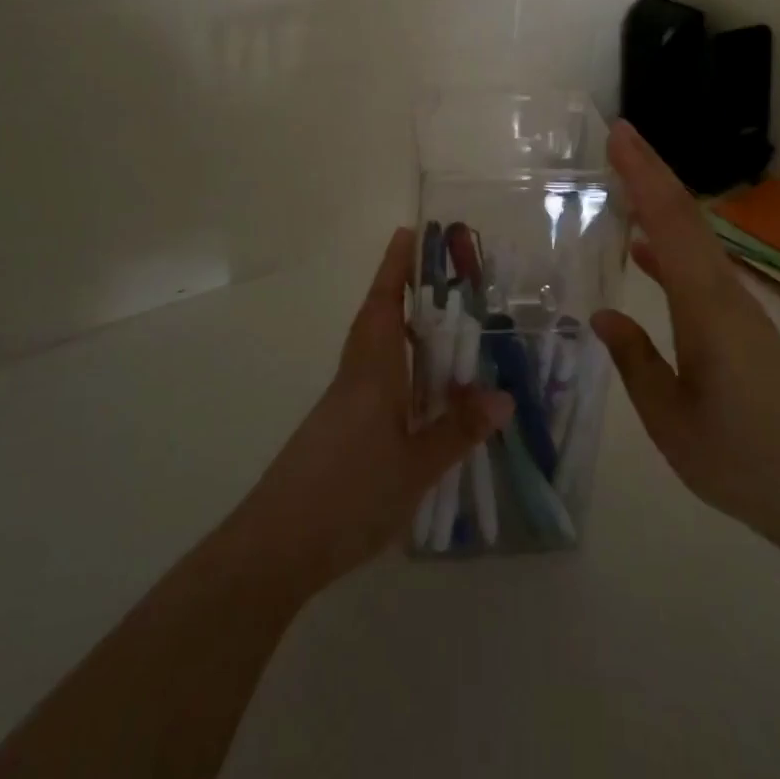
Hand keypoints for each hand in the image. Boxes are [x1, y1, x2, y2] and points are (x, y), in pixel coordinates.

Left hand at [231, 228, 512, 595]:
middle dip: (403, 291)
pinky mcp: (339, 429)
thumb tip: (503, 395)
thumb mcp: (415, 466)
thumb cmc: (348, 493)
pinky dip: (400, 369)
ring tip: (443, 324)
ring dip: (402, 329)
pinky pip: (375, 381)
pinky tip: (422, 392)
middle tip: (443, 274)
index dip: (395, 267)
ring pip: (376, 351)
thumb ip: (458, 430)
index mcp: (372, 372)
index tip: (407, 232)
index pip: (382, 304)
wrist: (276, 546)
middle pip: (377, 320)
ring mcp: (344, 404)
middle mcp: (355, 377)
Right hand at [593, 120, 779, 554]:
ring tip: (624, 180)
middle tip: (618, 136)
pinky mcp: (746, 328)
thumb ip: (635, 361)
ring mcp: (740, 309)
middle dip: (652, 172)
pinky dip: (671, 248)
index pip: (669, 224)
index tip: (619, 134)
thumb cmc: (744, 461)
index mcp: (706, 308)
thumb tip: (603, 314)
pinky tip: (645, 253)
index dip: (643, 175)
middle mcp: (727, 294)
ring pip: (696, 239)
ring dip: (662, 203)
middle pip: (686, 218)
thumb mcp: (671, 420)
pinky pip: (701, 270)